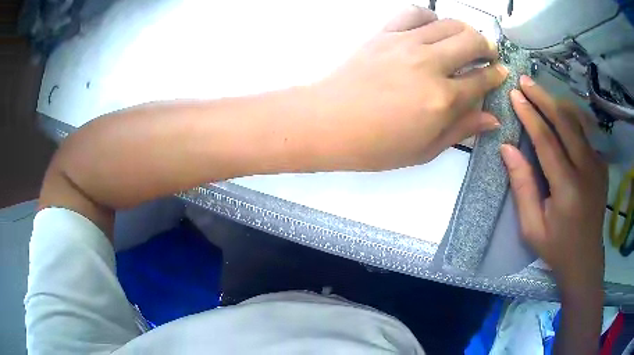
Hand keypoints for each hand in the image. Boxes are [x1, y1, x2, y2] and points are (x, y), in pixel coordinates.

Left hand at [312, 6, 507, 169]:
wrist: (327, 123)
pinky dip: (430, 16)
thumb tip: (492, 118)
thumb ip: (461, 129)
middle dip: (487, 47)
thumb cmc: (375, 145)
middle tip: (488, 54)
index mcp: (442, 99)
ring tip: (467, 40)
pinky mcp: (385, 34)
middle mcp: (429, 65)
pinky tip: (433, 27)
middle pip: (472, 42)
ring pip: (449, 23)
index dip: (496, 75)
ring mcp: (406, 44)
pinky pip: (413, 13)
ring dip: (465, 30)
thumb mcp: (424, 149)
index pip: (481, 80)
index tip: (501, 73)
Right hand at [501, 75, 607, 290]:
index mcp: (567, 188)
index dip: (530, 115)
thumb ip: (522, 187)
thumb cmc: (556, 248)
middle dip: (543, 98)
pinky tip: (561, 113)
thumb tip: (508, 149)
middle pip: (565, 123)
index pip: (547, 141)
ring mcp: (597, 166)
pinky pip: (586, 134)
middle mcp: (586, 171)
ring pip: (578, 123)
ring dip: (558, 104)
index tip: (515, 95)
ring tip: (540, 92)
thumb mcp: (532, 227)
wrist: (585, 260)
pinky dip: (572, 118)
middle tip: (525, 81)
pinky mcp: (601, 166)